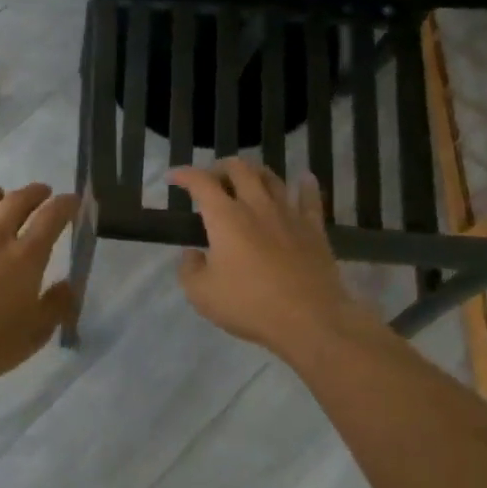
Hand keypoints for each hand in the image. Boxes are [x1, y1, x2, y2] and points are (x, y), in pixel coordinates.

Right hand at [169, 159, 379, 362]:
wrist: (310, 320)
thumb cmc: (249, 305)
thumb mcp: (201, 294)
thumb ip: (189, 269)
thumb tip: (192, 254)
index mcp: (225, 217)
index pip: (200, 182)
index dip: (183, 175)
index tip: (172, 177)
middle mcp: (256, 206)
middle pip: (239, 169)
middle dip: (220, 167)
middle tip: (211, 179)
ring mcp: (288, 215)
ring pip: (271, 178)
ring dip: (255, 172)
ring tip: (246, 179)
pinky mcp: (313, 229)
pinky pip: (310, 198)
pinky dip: (305, 185)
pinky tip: (304, 179)